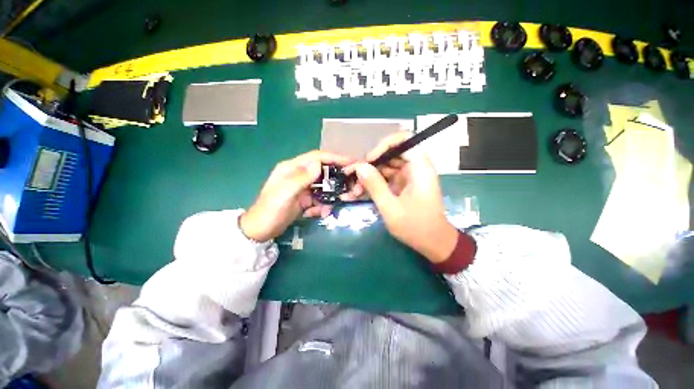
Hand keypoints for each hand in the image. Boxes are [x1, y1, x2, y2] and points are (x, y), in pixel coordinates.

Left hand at [240, 151, 352, 241]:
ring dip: (328, 197)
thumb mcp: (284, 194)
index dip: (334, 157)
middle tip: (349, 187)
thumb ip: (301, 178)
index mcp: (291, 168)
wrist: (261, 231)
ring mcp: (302, 187)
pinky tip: (316, 214)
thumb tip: (318, 164)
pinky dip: (321, 206)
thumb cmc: (270, 210)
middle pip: (323, 171)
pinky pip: (320, 198)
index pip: (316, 157)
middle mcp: (298, 174)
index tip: (351, 162)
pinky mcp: (305, 198)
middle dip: (335, 180)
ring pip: (323, 187)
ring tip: (326, 209)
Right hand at [343, 133, 457, 262]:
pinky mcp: (402, 185)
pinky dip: (373, 184)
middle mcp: (415, 168)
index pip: (404, 140)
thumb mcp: (391, 208)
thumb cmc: (416, 227)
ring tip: (355, 190)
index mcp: (419, 168)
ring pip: (385, 166)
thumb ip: (375, 185)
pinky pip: (385, 178)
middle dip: (371, 164)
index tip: (369, 160)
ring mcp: (408, 177)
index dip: (384, 145)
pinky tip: (360, 193)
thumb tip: (359, 166)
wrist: (433, 243)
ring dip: (369, 176)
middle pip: (390, 154)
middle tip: (354, 177)